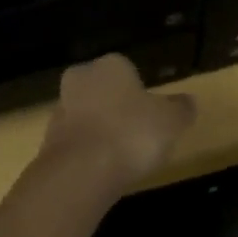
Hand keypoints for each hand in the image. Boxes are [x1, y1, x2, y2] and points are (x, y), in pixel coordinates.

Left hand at [40, 54, 195, 196]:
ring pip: (86, 113)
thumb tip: (188, 101)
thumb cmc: (131, 134)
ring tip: (120, 156)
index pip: (127, 69)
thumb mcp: (170, 121)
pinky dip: (87, 151)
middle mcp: (82, 77)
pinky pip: (75, 140)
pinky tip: (101, 170)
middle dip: (115, 107)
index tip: (150, 115)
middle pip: (103, 89)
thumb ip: (180, 108)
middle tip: (135, 133)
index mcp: (111, 65)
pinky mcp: (49, 138)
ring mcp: (61, 107)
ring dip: (99, 129)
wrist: (80, 171)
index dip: (140, 92)